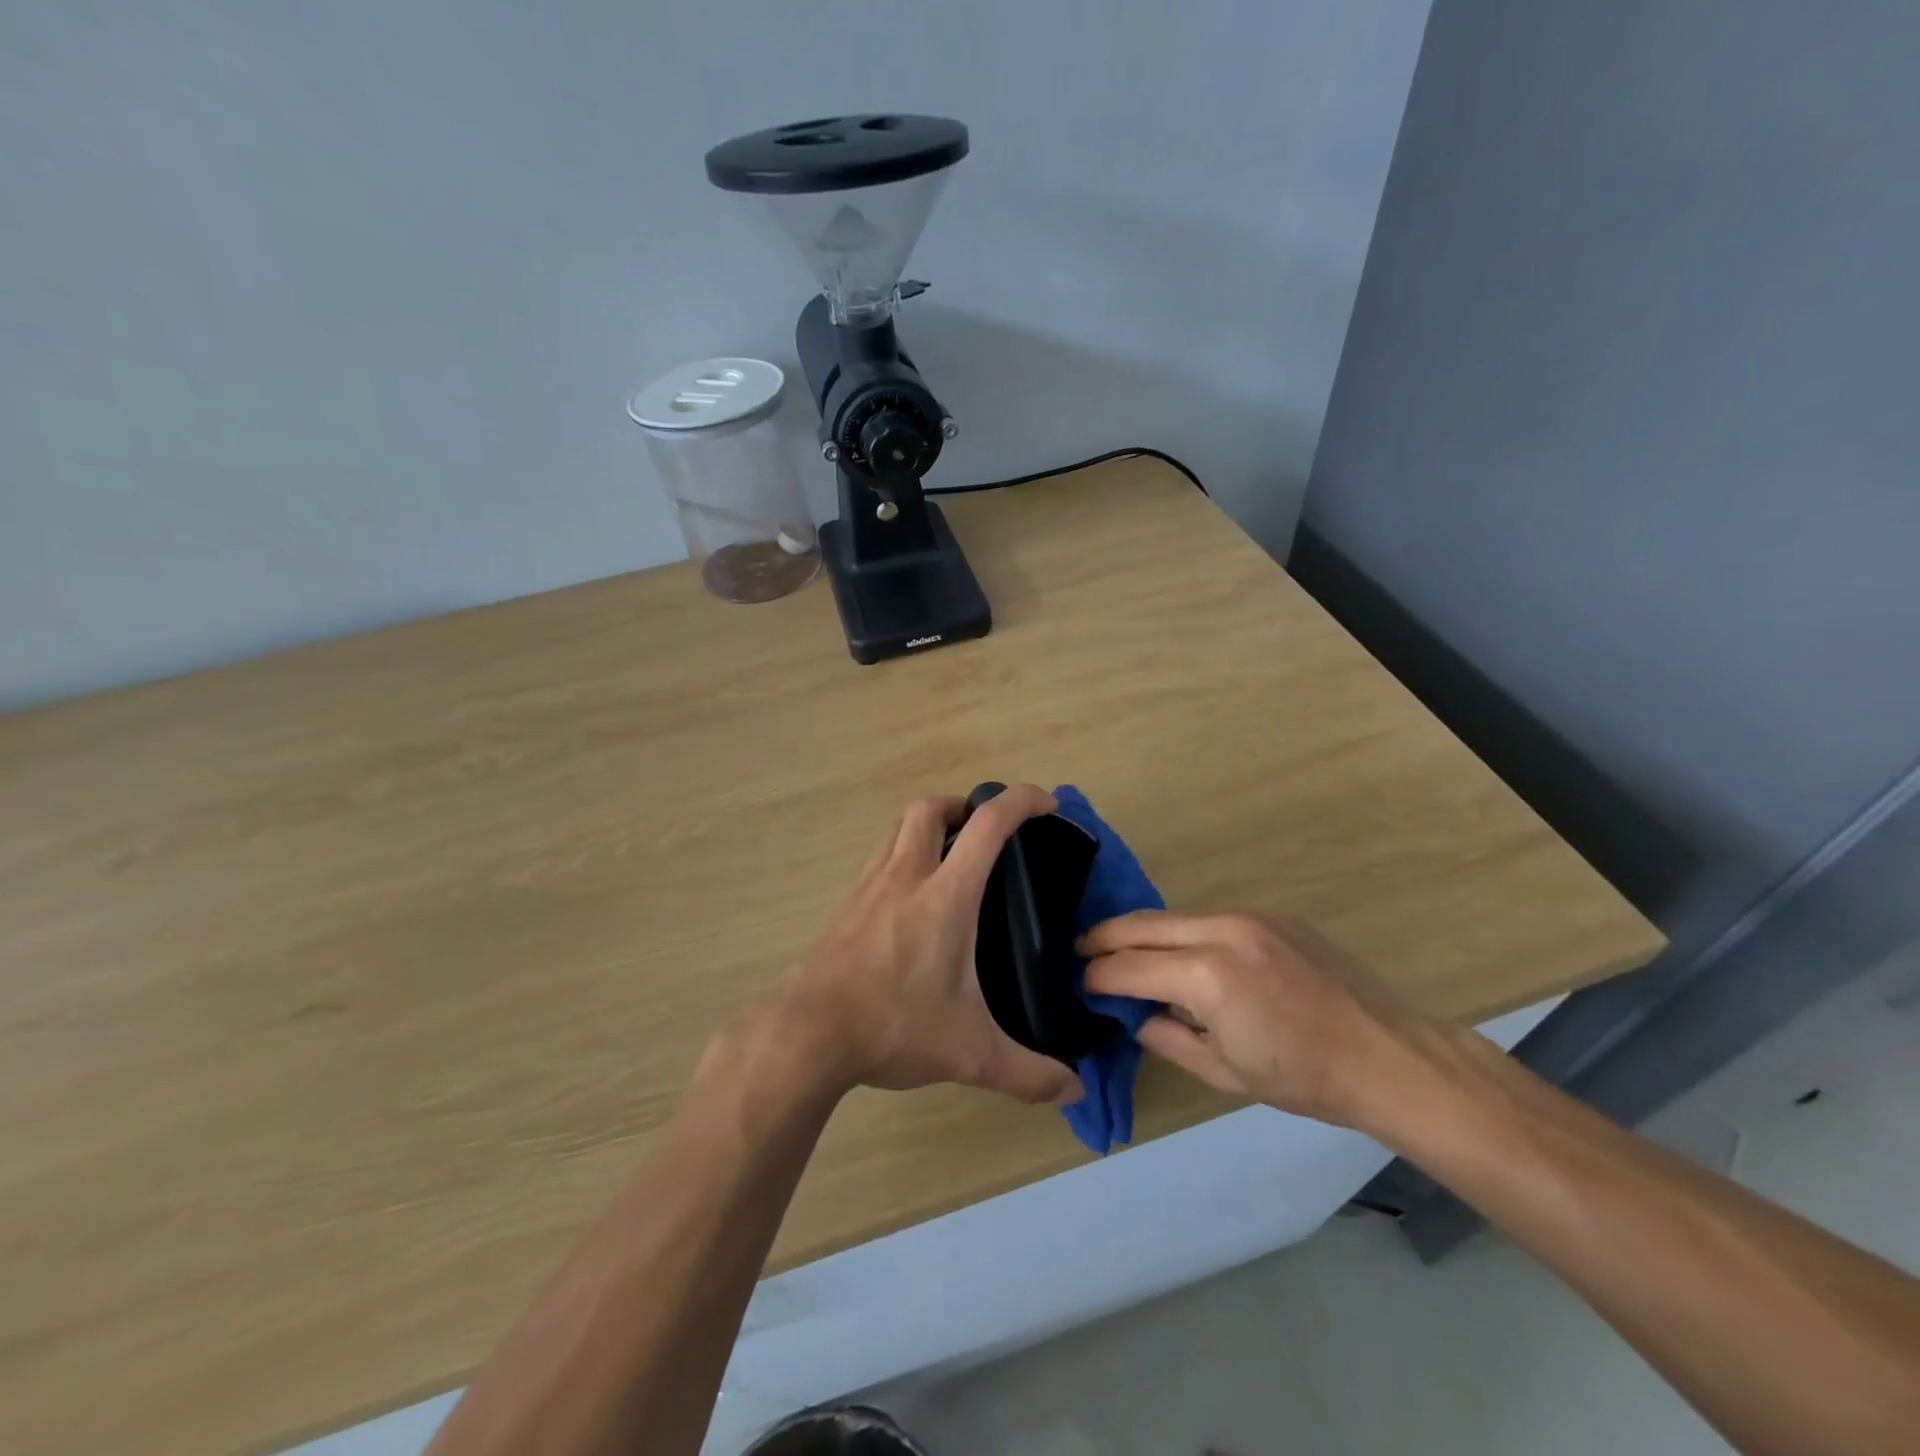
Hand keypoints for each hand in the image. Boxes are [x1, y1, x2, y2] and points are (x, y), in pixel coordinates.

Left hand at [779, 786, 1082, 1106]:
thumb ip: (1027, 1073)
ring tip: (949, 855)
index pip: (988, 824)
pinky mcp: (846, 905)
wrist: (807, 1033)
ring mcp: (869, 886)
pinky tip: (909, 897)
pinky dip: (901, 854)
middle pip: (930, 808)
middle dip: (963, 805)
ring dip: (927, 824)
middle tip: (984, 833)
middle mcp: (905, 876)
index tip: (1046, 804)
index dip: (1021, 800)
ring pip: (897, 827)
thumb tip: (1074, 1091)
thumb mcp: (970, 1053)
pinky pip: (878, 858)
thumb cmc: (894, 1026)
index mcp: (945, 895)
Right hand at [1080, 911, 1432, 1126]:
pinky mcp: (1270, 915)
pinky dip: (1183, 933)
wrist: (1388, 1056)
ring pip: (1174, 916)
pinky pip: (1209, 919)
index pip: (1130, 967)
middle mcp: (1222, 931)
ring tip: (1123, 951)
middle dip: (1105, 937)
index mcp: (1208, 977)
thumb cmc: (1303, 1078)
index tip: (1079, 983)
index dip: (1098, 976)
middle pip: (1143, 924)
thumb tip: (1134, 1016)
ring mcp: (1249, 917)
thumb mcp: (1223, 1072)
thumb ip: (1167, 1038)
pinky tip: (1182, 954)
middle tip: (1081, 950)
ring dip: (1143, 932)